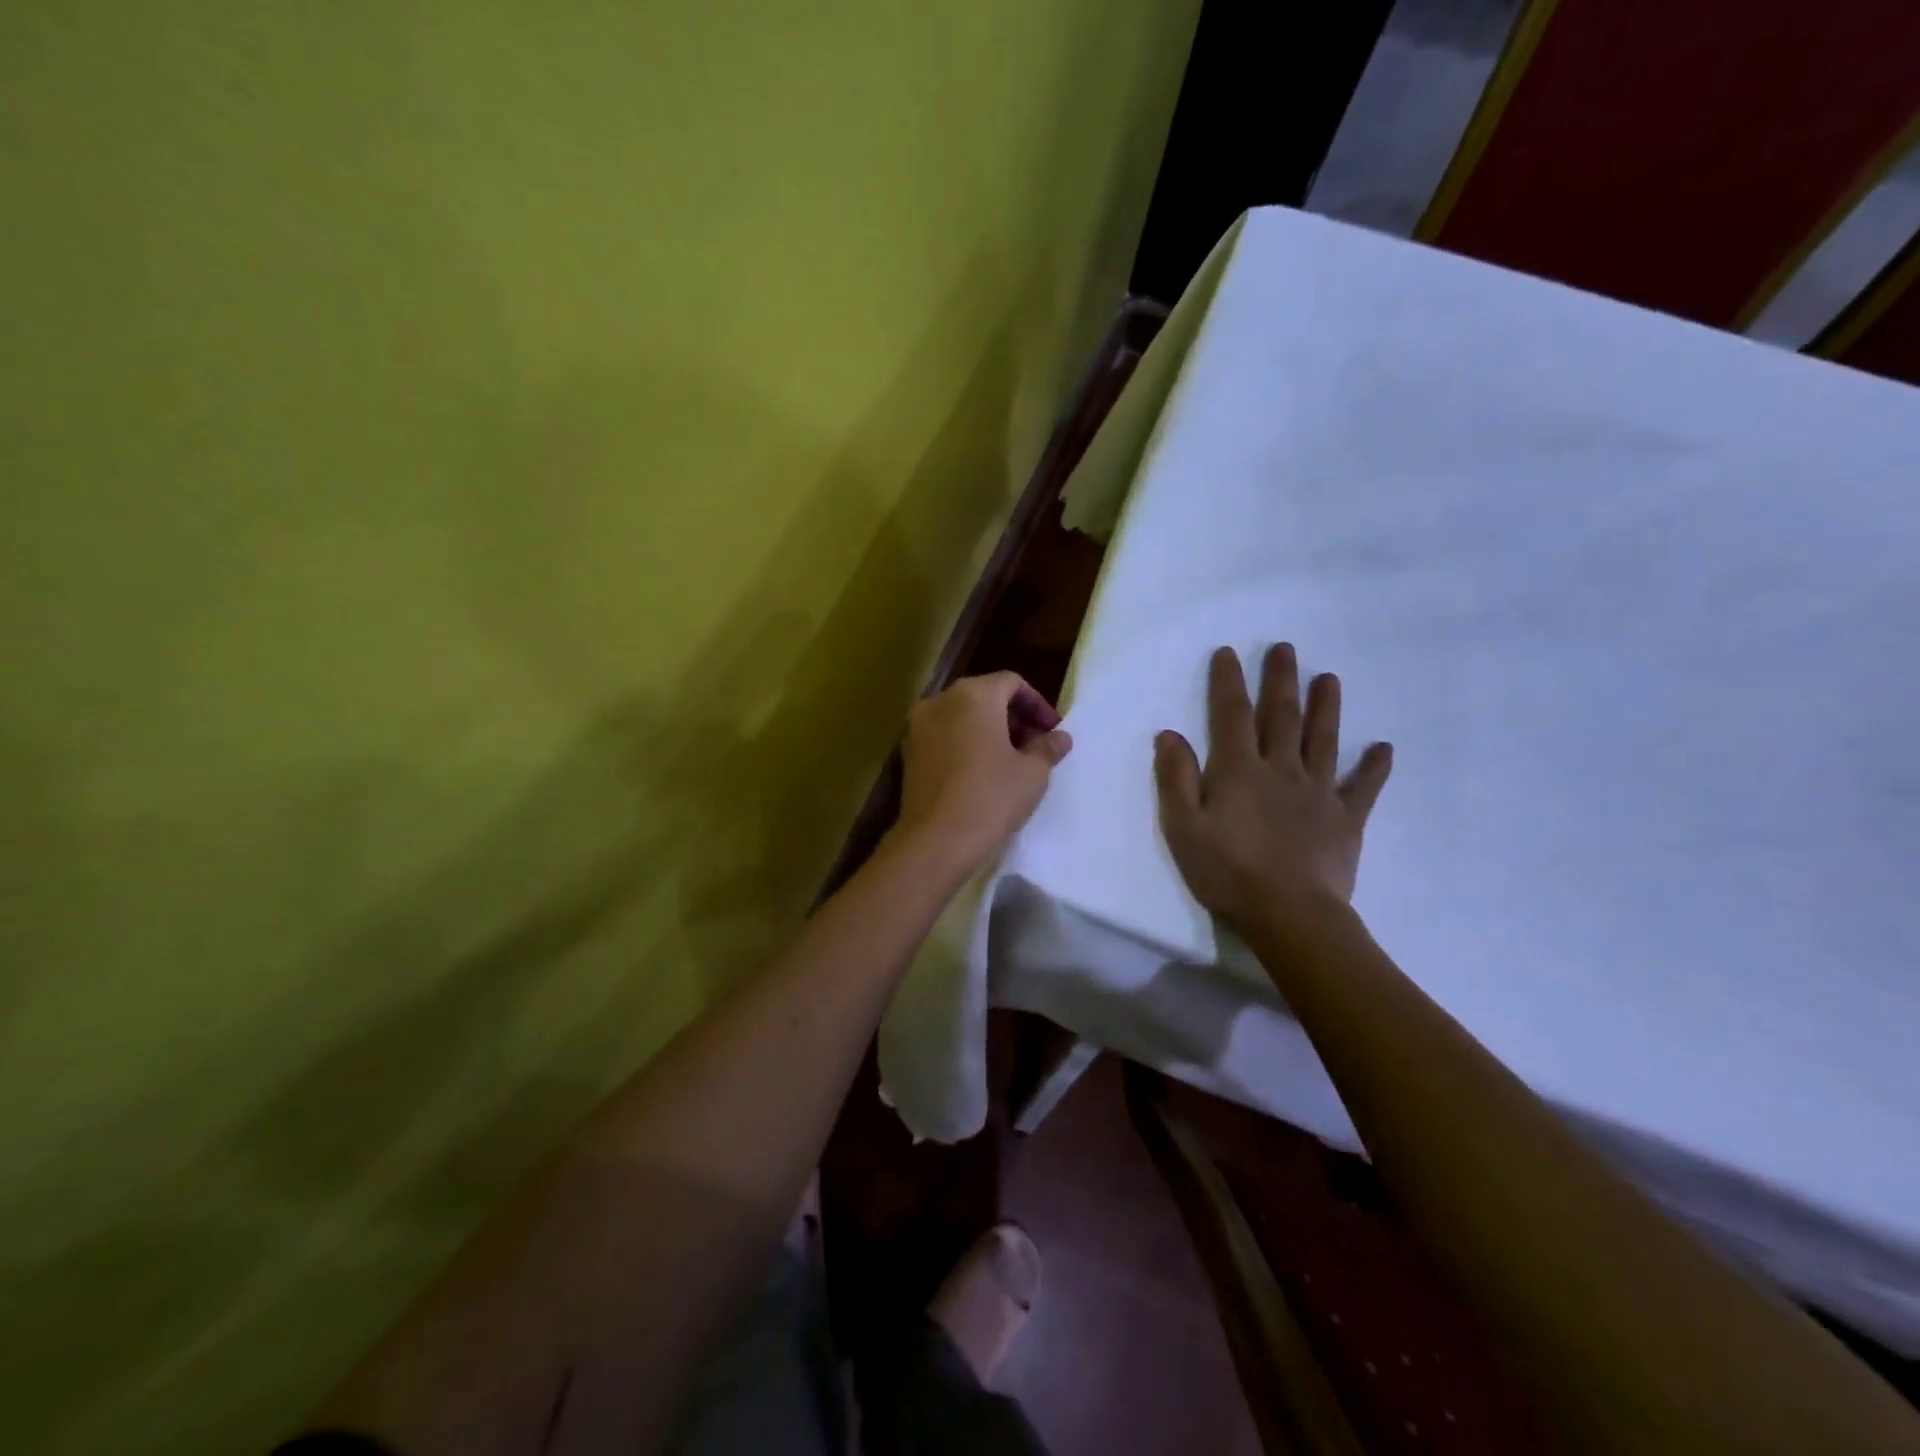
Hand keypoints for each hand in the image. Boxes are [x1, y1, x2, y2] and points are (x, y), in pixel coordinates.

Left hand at [894, 672, 1072, 874]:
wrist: (936, 841)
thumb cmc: (991, 798)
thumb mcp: (1032, 773)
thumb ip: (1048, 747)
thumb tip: (1060, 737)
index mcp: (973, 695)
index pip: (1012, 682)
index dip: (1037, 704)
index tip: (1052, 732)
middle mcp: (940, 700)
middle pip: (984, 695)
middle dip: (1012, 716)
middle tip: (1035, 745)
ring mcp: (918, 726)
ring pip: (961, 716)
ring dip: (988, 730)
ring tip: (1010, 760)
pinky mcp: (908, 752)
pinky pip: (943, 736)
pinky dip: (964, 743)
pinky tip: (980, 772)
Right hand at [1154, 645, 1391, 929]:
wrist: (1290, 914)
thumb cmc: (1227, 872)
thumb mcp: (1183, 827)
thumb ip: (1175, 778)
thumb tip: (1169, 734)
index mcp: (1239, 771)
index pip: (1231, 716)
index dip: (1229, 682)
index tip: (1229, 652)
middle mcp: (1280, 770)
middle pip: (1281, 717)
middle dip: (1281, 681)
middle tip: (1286, 649)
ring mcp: (1317, 792)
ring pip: (1323, 740)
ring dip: (1325, 707)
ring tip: (1329, 678)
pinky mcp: (1345, 819)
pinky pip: (1362, 787)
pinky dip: (1373, 767)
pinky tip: (1384, 748)